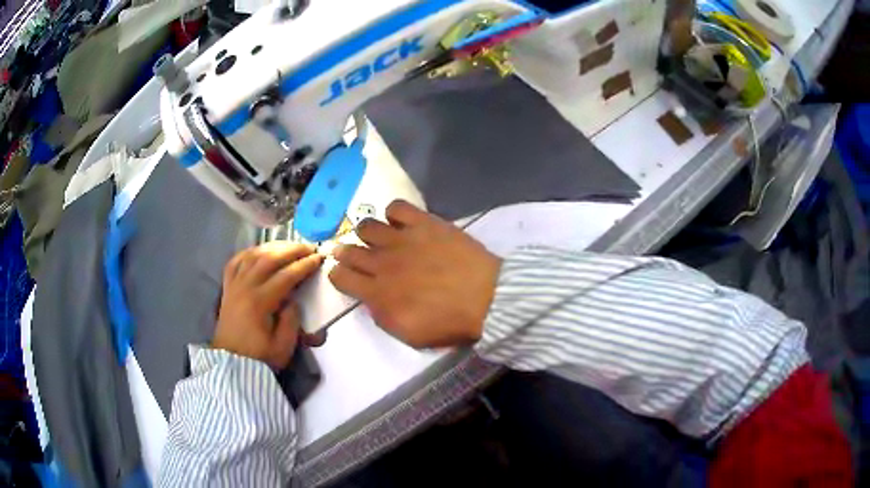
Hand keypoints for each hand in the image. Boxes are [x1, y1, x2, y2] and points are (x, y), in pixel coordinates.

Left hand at [212, 242, 324, 369]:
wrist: (232, 365)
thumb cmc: (259, 358)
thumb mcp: (283, 347)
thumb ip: (291, 321)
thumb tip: (294, 300)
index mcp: (260, 302)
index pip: (285, 276)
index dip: (304, 265)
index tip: (319, 258)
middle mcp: (245, 287)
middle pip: (269, 259)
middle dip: (291, 250)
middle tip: (309, 248)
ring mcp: (234, 286)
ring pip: (252, 255)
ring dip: (272, 247)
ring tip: (289, 246)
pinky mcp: (227, 288)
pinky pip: (236, 262)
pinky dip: (249, 252)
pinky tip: (260, 251)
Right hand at [329, 201, 500, 348]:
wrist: (487, 298)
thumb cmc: (449, 323)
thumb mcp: (409, 335)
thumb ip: (382, 316)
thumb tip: (371, 299)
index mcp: (377, 293)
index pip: (340, 277)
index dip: (338, 275)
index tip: (346, 276)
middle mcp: (382, 262)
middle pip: (349, 250)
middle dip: (345, 253)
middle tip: (354, 255)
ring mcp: (402, 239)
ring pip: (366, 226)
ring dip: (367, 234)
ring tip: (380, 239)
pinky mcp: (423, 222)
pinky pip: (396, 207)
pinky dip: (393, 213)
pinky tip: (401, 223)